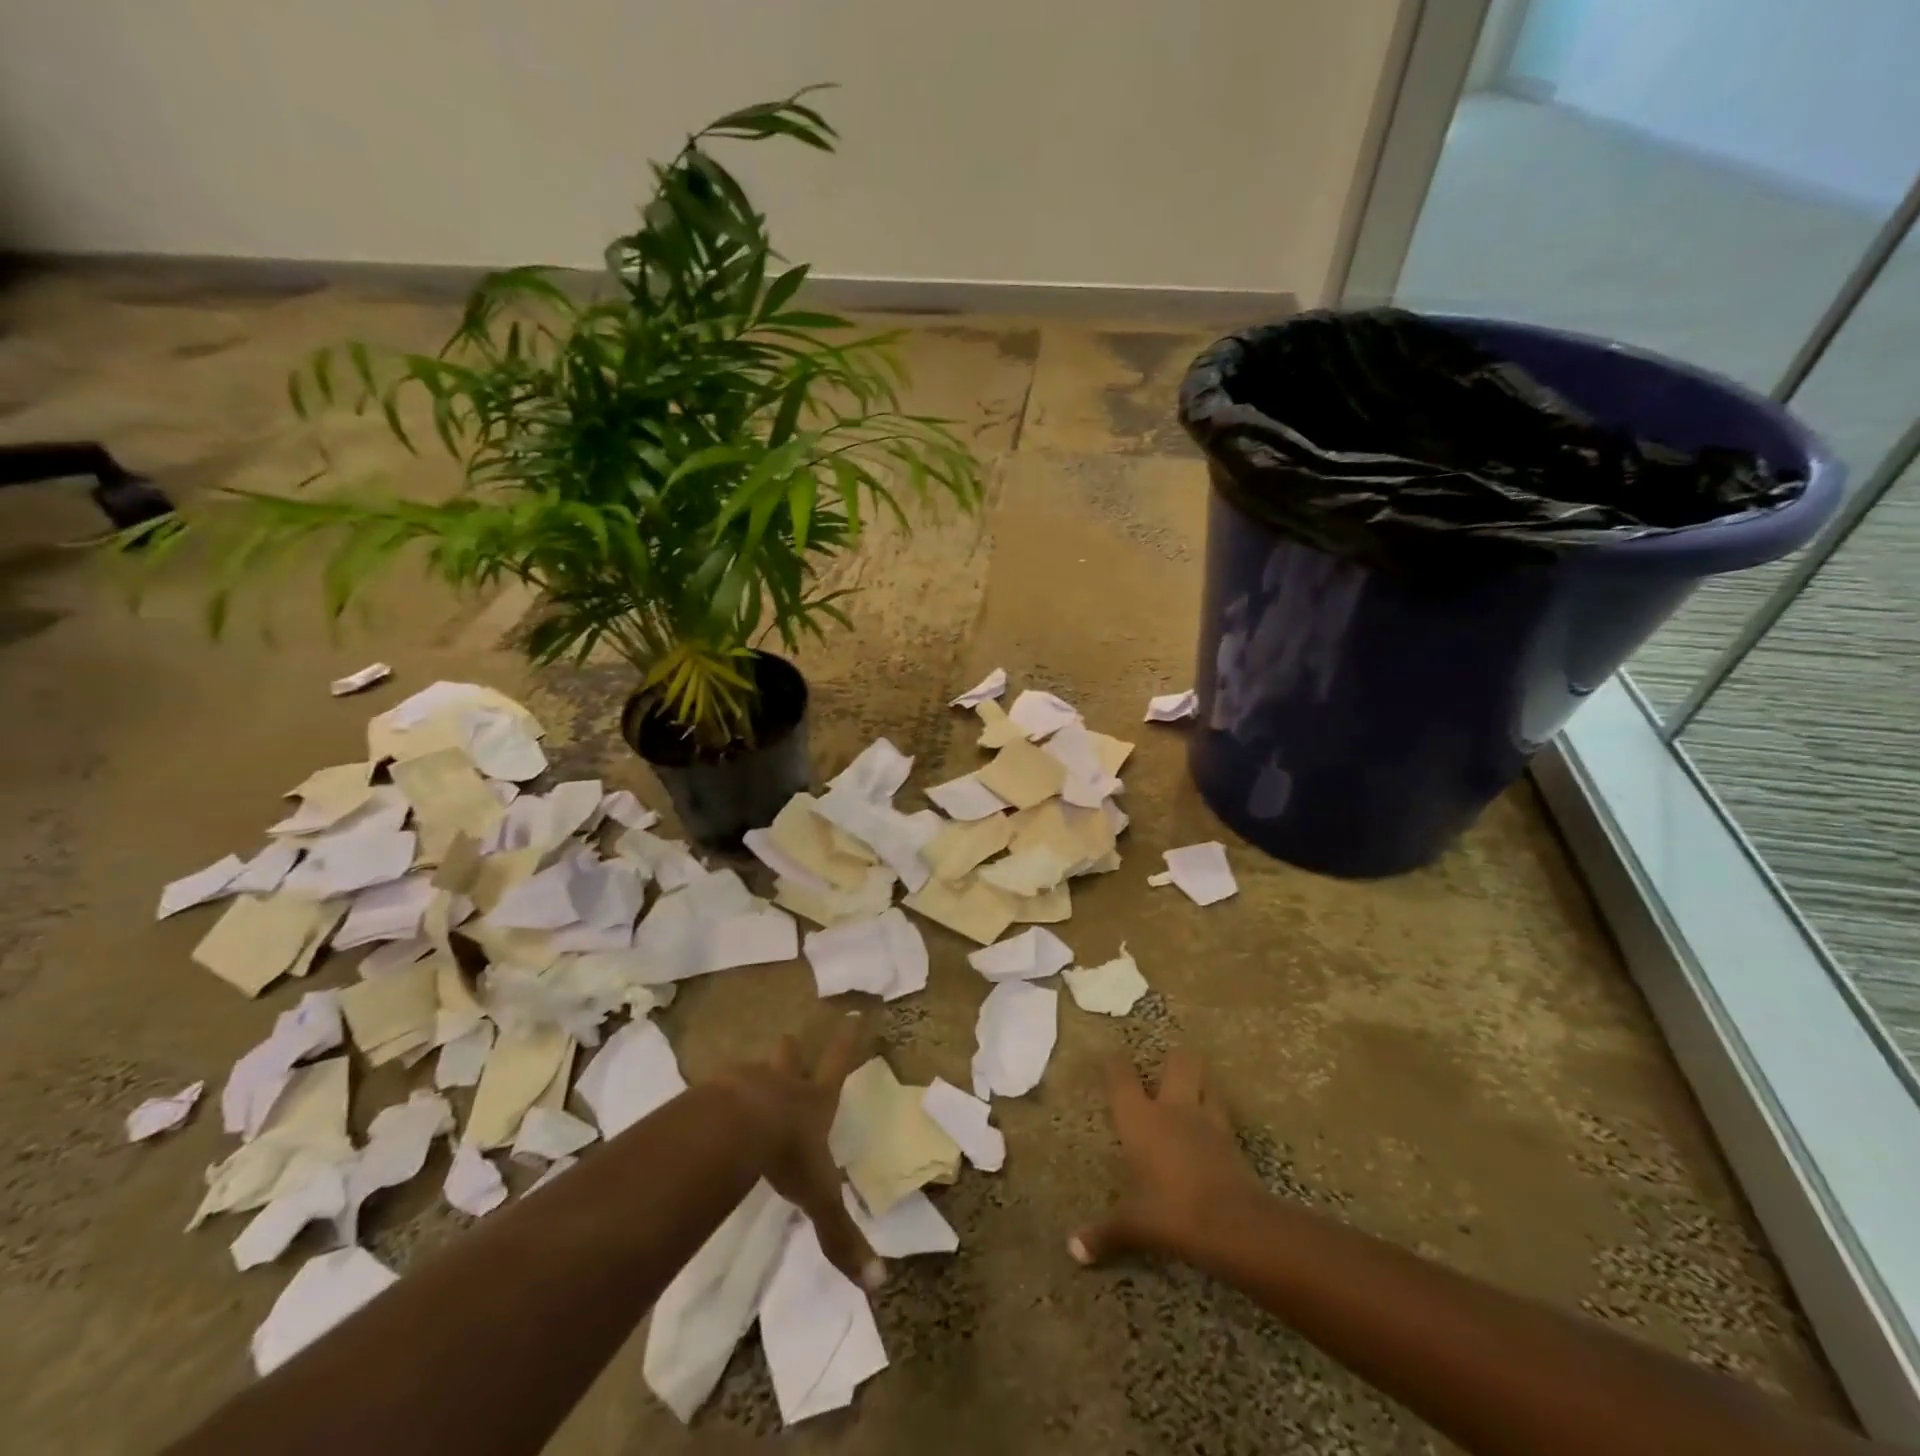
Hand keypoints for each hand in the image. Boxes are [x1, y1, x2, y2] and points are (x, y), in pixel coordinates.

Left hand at [709, 1013, 884, 1292]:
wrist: (735, 1128)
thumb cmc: (787, 1154)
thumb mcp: (819, 1197)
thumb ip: (841, 1236)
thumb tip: (877, 1284)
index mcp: (815, 1101)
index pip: (838, 1064)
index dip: (847, 1041)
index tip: (852, 1014)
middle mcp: (784, 1084)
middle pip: (790, 1057)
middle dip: (792, 1050)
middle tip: (790, 1040)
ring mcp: (747, 1082)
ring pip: (754, 1070)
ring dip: (755, 1073)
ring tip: (745, 1080)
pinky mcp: (713, 1092)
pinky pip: (717, 1090)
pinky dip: (717, 1096)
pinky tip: (708, 1108)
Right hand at [1070, 1048, 1263, 1266]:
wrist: (1234, 1225)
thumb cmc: (1171, 1212)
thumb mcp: (1133, 1224)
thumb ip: (1104, 1233)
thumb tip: (1073, 1250)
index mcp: (1140, 1118)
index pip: (1121, 1075)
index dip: (1114, 1062)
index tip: (1109, 1057)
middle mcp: (1173, 1108)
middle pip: (1179, 1061)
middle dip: (1173, 1059)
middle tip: (1165, 1067)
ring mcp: (1207, 1121)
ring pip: (1207, 1083)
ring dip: (1201, 1084)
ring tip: (1194, 1091)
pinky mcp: (1233, 1141)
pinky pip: (1223, 1117)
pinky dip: (1217, 1118)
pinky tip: (1213, 1132)